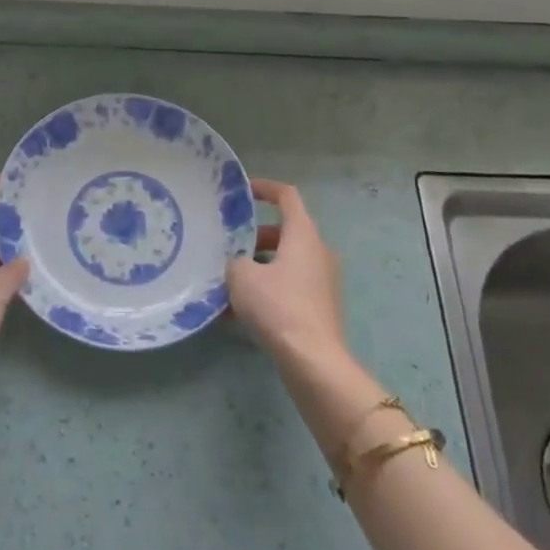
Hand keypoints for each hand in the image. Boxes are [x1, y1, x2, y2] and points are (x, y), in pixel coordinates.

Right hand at [227, 179, 346, 368]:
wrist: (313, 361)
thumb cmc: (278, 307)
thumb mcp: (242, 277)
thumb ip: (235, 261)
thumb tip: (238, 264)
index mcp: (303, 235)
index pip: (287, 196)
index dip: (265, 188)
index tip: (243, 191)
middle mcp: (318, 252)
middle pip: (285, 232)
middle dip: (255, 236)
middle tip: (228, 244)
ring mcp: (322, 281)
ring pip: (285, 262)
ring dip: (258, 267)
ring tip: (227, 282)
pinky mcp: (320, 308)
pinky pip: (289, 288)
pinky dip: (267, 291)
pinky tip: (238, 313)